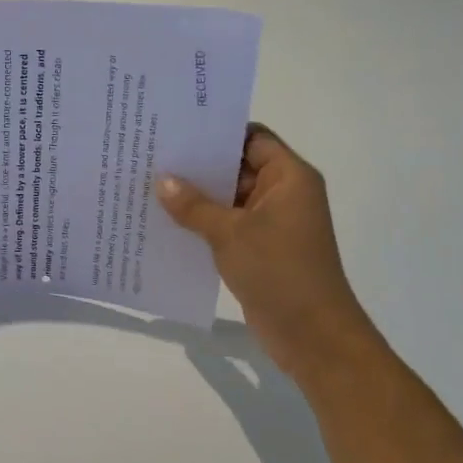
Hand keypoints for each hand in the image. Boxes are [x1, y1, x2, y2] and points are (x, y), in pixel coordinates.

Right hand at [155, 124, 380, 378]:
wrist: (313, 336)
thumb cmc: (280, 272)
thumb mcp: (230, 233)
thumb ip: (194, 205)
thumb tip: (162, 180)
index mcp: (289, 178)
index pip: (251, 137)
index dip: (217, 130)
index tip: (176, 126)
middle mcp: (283, 193)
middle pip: (237, 165)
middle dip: (198, 163)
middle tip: (152, 153)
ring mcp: (271, 222)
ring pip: (228, 197)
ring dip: (195, 195)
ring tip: (149, 183)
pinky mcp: (259, 247)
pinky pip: (226, 223)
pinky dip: (201, 220)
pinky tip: (164, 219)